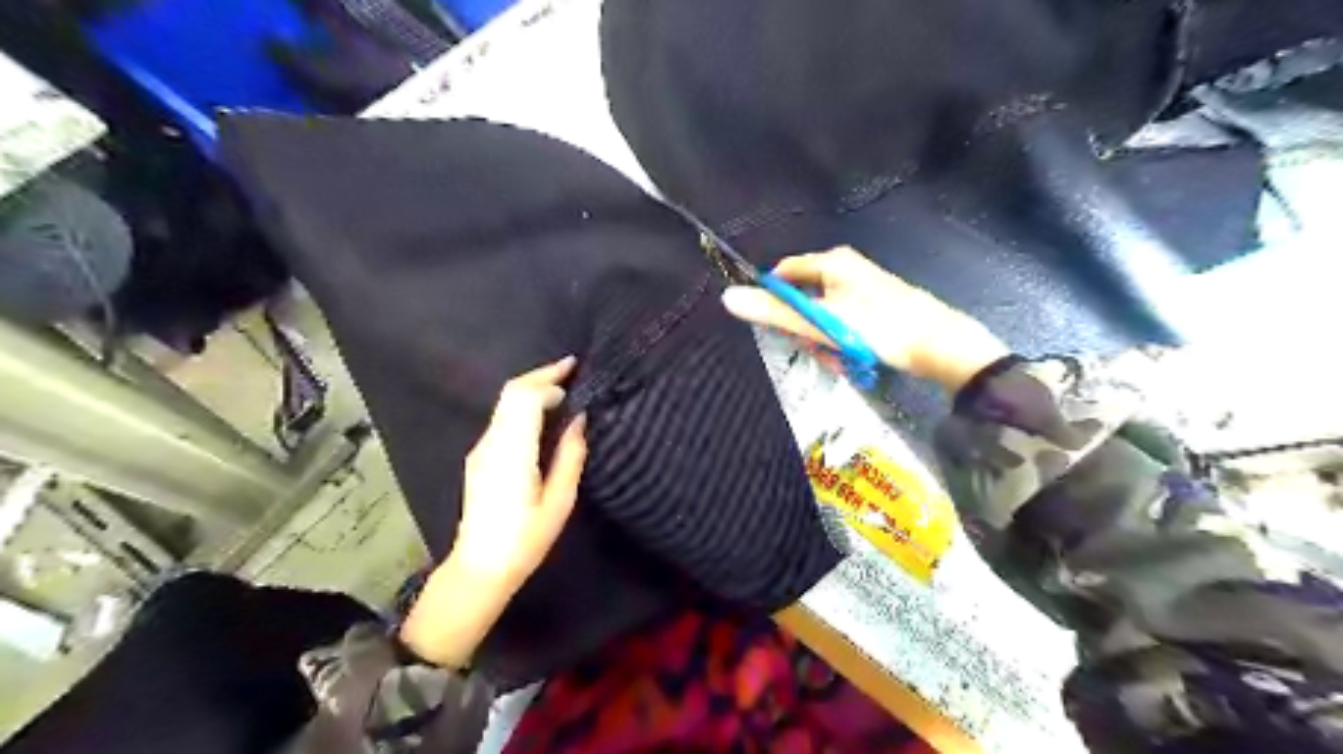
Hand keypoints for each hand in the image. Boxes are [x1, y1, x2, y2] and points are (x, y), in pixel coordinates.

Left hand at [397, 357, 589, 667]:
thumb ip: (570, 456)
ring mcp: (481, 450)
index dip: (548, 378)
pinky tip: (545, 416)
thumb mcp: (559, 502)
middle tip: (571, 370)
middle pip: (510, 393)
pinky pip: (503, 419)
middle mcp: (491, 443)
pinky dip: (524, 407)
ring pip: (504, 404)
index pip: (524, 398)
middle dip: (540, 376)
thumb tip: (580, 420)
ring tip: (564, 389)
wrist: (480, 568)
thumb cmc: (525, 540)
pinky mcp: (479, 458)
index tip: (574, 370)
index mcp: (512, 452)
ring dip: (532, 390)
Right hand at [724, 249, 1007, 389]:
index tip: (777, 325)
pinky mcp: (879, 307)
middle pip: (804, 297)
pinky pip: (845, 323)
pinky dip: (843, 342)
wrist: (939, 345)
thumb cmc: (876, 328)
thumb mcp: (820, 322)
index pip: (784, 272)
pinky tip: (853, 359)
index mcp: (832, 262)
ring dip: (824, 341)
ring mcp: (865, 288)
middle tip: (816, 349)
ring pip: (824, 316)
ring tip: (839, 359)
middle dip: (805, 328)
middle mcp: (848, 269)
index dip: (774, 298)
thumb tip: (728, 297)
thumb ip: (774, 312)